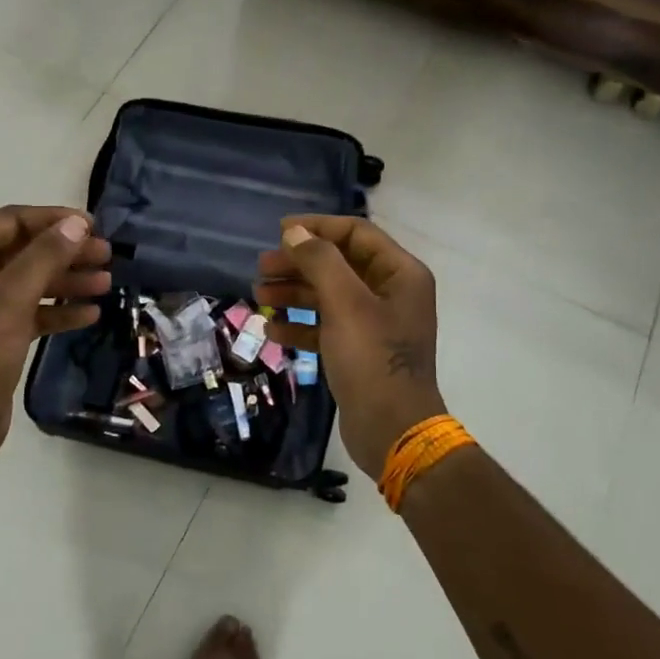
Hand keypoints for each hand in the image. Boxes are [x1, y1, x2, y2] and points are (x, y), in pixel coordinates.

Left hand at [0, 205, 111, 471]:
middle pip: (26, 252)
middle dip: (66, 252)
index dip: (53, 219)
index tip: (93, 226)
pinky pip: (34, 314)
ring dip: (69, 281)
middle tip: (107, 255)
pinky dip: (60, 311)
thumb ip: (46, 256)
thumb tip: (77, 222)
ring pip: (33, 284)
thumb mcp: (12, 298)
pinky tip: (91, 314)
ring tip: (107, 283)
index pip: (12, 222)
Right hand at [256, 215, 446, 480]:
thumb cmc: (372, 359)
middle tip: (261, 269)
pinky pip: (327, 327)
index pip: (356, 233)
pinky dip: (301, 326)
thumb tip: (295, 232)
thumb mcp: (345, 304)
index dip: (317, 228)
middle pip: (338, 264)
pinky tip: (273, 333)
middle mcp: (390, 293)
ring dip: (294, 294)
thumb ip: (320, 262)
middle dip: (298, 264)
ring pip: (329, 296)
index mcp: (400, 274)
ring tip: (259, 298)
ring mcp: (376, 324)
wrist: (393, 430)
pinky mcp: (360, 351)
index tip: (279, 232)